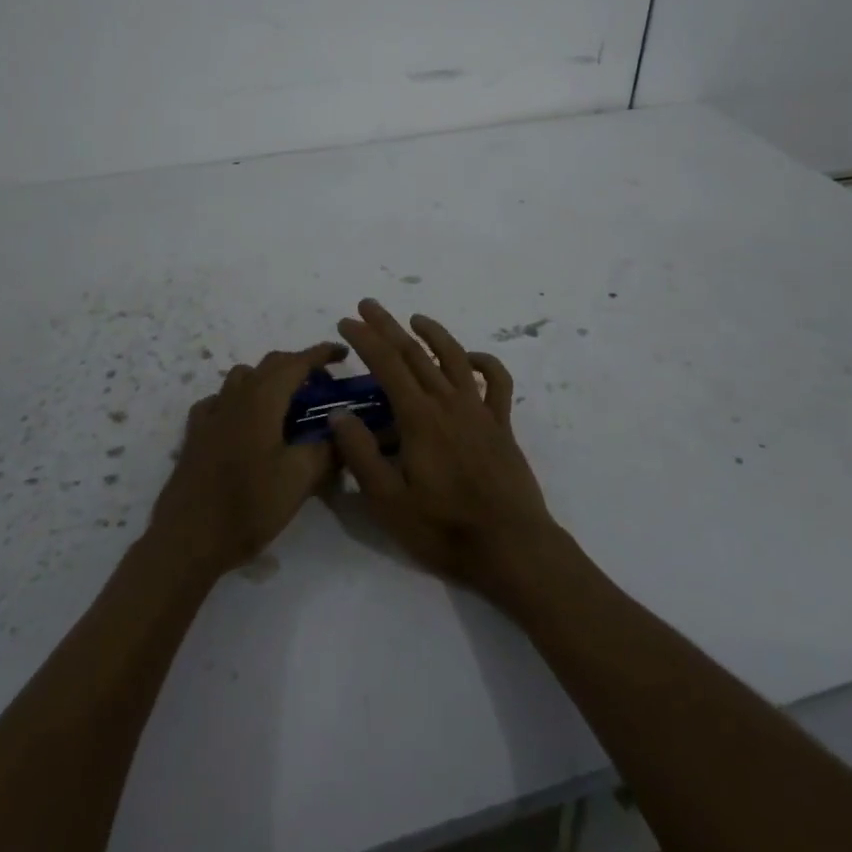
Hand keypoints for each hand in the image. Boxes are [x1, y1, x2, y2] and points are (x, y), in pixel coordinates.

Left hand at [146, 341, 345, 580]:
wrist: (188, 539)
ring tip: (287, 404)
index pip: (297, 362)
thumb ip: (326, 449)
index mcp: (262, 399)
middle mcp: (235, 396)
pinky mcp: (196, 434)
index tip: (342, 353)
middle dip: (299, 366)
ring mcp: (211, 413)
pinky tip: (246, 423)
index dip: (321, 354)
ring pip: (243, 378)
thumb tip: (341, 431)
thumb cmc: (248, 505)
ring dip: (269, 379)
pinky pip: (220, 401)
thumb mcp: (300, 478)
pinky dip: (240, 400)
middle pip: (270, 364)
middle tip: (323, 387)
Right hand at [331, 300, 565, 602]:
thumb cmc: (444, 528)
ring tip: (415, 318)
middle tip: (368, 305)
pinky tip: (470, 359)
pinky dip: (485, 363)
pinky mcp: (502, 424)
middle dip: (388, 326)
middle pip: (415, 353)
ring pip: (455, 358)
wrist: (512, 546)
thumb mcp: (388, 502)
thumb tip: (339, 414)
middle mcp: (449, 403)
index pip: (387, 365)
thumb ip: (362, 455)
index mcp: (419, 418)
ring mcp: (480, 410)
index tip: (347, 320)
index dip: (366, 339)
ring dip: (433, 334)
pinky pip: (497, 382)